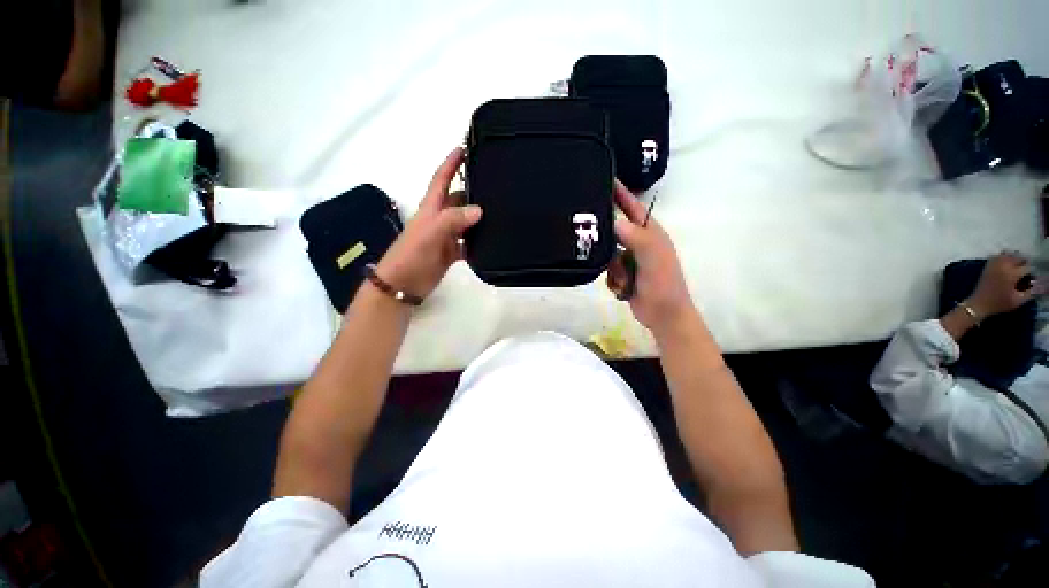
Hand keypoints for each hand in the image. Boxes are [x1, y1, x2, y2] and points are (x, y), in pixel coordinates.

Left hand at [374, 148, 481, 298]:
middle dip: (473, 190)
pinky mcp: (451, 252)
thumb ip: (453, 220)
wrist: (403, 285)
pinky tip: (492, 241)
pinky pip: (468, 243)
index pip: (441, 179)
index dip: (451, 163)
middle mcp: (440, 219)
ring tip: (501, 211)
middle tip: (496, 184)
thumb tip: (479, 209)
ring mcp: (446, 236)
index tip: (464, 147)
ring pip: (466, 221)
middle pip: (458, 199)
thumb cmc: (411, 255)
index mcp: (431, 208)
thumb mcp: (430, 233)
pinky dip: (478, 242)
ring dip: (479, 217)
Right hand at [607, 180, 694, 333]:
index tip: (604, 180)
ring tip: (624, 280)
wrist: (663, 316)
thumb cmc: (663, 284)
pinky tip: (622, 289)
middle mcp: (639, 243)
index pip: (633, 208)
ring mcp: (631, 260)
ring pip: (608, 254)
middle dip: (606, 237)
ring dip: (613, 269)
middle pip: (615, 231)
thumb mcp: (653, 259)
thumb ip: (637, 238)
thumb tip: (615, 222)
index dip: (620, 195)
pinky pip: (608, 270)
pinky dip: (613, 280)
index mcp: (650, 234)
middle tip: (588, 234)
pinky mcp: (623, 275)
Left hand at [966, 252, 1041, 318]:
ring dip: (1015, 258)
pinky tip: (1008, 263)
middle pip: (1019, 257)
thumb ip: (1033, 292)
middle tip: (1027, 271)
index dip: (1033, 272)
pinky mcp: (988, 265)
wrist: (978, 304)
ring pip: (1009, 254)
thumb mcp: (1019, 300)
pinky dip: (1005, 256)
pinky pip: (998, 255)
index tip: (1034, 277)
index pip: (1028, 267)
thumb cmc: (1000, 303)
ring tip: (1019, 266)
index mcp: (1012, 274)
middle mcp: (1003, 265)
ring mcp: (994, 264)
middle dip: (1025, 263)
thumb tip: (1045, 284)